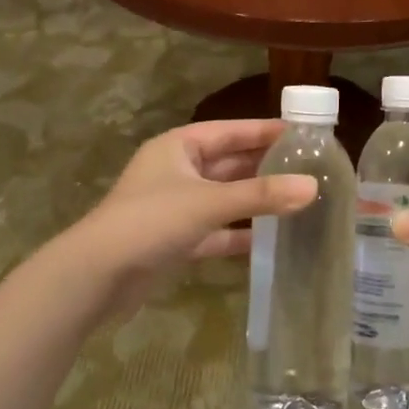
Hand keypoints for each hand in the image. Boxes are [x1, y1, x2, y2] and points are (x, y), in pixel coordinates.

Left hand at [58, 120, 315, 319]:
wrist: (96, 277)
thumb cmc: (150, 222)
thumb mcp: (208, 203)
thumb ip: (260, 195)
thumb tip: (312, 186)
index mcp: (179, 146)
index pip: (231, 131)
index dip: (265, 131)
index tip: (304, 134)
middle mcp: (177, 170)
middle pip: (229, 163)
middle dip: (266, 167)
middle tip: (310, 169)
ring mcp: (175, 206)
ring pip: (224, 197)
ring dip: (255, 200)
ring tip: (299, 201)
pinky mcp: (175, 239)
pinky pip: (215, 230)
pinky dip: (239, 233)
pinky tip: (270, 239)